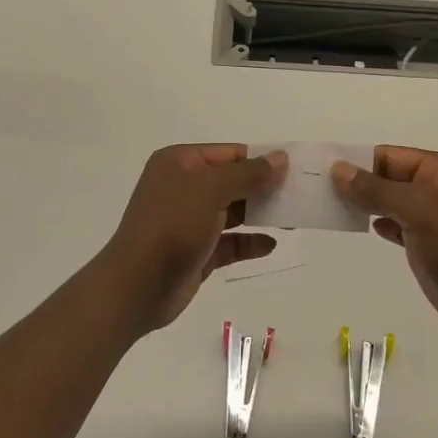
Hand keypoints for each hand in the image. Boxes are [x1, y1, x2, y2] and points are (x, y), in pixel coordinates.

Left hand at [95, 144, 286, 335]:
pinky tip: (270, 244)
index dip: (261, 159)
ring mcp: (189, 221)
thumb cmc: (173, 225)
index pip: (228, 153)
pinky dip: (249, 242)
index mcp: (180, 163)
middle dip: (264, 187)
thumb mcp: (211, 189)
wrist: (138, 285)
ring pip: (233, 211)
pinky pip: (229, 241)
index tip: (295, 168)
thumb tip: (280, 158)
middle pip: (232, 181)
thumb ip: (248, 173)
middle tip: (300, 193)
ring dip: (261, 214)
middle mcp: (183, 187)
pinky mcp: (196, 251)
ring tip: (293, 218)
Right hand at [332, 146, 437, 349]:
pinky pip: (395, 224)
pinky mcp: (427, 243)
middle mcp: (437, 187)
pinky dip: (378, 223)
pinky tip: (361, 227)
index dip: (357, 162)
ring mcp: (433, 216)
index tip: (321, 171)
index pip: (389, 156)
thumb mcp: (417, 210)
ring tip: (329, 208)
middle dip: (357, 184)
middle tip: (317, 191)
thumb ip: (375, 190)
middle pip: (387, 177)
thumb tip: (337, 169)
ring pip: (389, 202)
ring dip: (363, 204)